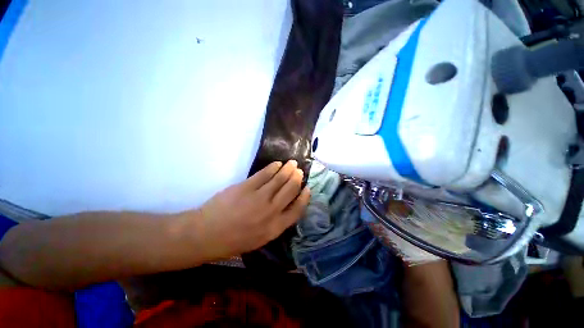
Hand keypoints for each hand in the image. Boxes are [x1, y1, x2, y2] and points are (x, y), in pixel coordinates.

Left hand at [193, 160, 309, 260]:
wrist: (207, 234)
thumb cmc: (234, 240)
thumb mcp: (260, 239)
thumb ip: (275, 223)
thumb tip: (285, 206)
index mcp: (275, 227)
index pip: (298, 209)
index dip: (305, 197)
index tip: (308, 188)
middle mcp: (271, 211)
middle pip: (290, 189)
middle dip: (297, 178)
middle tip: (299, 171)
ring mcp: (259, 197)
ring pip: (280, 179)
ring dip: (288, 169)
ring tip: (292, 163)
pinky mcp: (247, 186)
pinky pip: (264, 174)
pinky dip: (273, 167)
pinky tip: (277, 164)